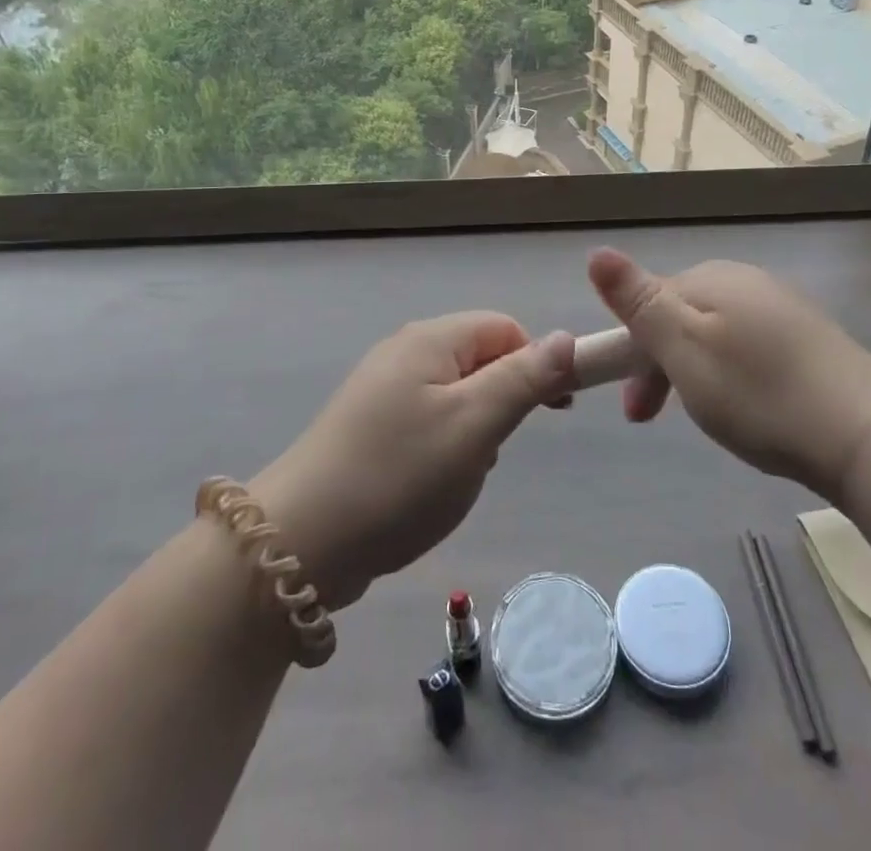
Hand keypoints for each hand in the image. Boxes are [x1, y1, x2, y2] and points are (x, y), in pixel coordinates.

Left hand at [252, 314, 575, 612]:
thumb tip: (567, 337)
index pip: (505, 328)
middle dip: (502, 401)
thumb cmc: (399, 475)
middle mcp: (404, 352)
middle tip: (493, 450)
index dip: (537, 362)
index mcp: (430, 340)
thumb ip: (525, 378)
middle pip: (481, 358)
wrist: (303, 542)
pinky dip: (444, 447)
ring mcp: (382, 389)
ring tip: (458, 474)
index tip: (553, 411)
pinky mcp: (369, 426)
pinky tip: (430, 485)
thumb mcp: (475, 425)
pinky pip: (428, 420)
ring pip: (457, 394)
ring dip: (475, 430)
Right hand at [587, 248, 870, 496]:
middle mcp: (748, 282)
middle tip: (650, 420)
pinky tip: (747, 408)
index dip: (630, 349)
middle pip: (682, 316)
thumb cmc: (760, 393)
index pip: (650, 299)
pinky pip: (750, 349)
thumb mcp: (684, 349)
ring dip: (692, 374)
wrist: (869, 436)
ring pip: (715, 335)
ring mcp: (783, 309)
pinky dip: (731, 377)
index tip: (632, 406)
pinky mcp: (810, 341)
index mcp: (713, 278)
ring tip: (703, 418)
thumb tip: (596, 252)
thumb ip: (639, 302)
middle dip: (658, 365)